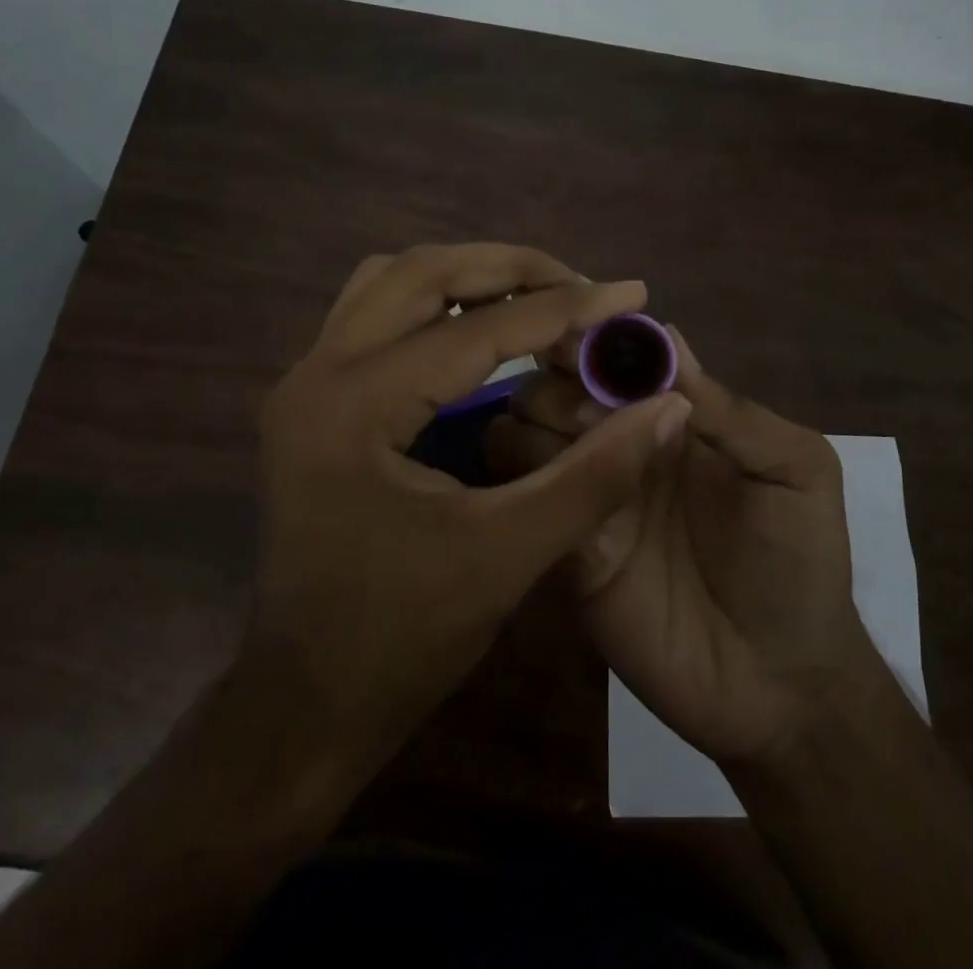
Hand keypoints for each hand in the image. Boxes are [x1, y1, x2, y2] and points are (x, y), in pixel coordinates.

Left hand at [241, 242, 693, 783]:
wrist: (304, 704)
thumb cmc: (401, 639)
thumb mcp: (508, 554)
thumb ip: (594, 475)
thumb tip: (668, 406)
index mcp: (356, 405)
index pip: (478, 330)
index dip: (566, 309)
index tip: (631, 293)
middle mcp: (317, 372)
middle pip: (420, 273)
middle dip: (509, 268)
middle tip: (579, 285)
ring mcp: (306, 382)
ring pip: (390, 282)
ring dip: (465, 276)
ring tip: (535, 296)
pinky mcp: (312, 401)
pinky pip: (375, 315)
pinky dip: (433, 304)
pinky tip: (478, 330)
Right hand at [489, 327, 867, 767]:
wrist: (780, 683)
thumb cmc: (798, 560)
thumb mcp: (793, 469)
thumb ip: (729, 409)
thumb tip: (665, 335)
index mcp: (668, 413)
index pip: (611, 355)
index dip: (592, 338)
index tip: (579, 338)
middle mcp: (618, 442)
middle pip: (552, 384)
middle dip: (558, 383)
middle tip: (592, 415)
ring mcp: (587, 494)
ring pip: (520, 430)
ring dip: (536, 426)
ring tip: (580, 453)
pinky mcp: (564, 547)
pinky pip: (519, 497)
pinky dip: (518, 479)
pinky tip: (551, 489)